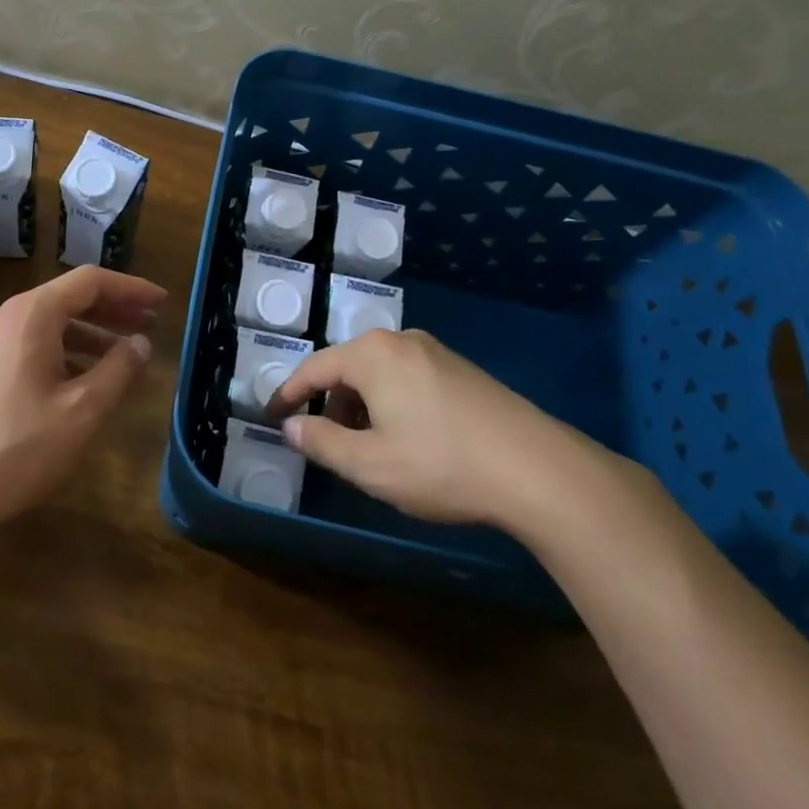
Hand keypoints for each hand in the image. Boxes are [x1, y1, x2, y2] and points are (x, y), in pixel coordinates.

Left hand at [0, 266, 166, 537]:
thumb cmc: (12, 447)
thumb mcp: (79, 411)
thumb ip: (117, 372)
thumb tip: (141, 344)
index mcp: (33, 314)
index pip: (91, 281)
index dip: (131, 289)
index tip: (162, 303)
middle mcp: (9, 318)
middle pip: (71, 298)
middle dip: (114, 310)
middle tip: (151, 326)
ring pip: (52, 325)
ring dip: (92, 334)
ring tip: (125, 356)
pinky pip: (34, 347)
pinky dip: (67, 353)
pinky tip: (82, 382)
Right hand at [266, 328, 606, 532]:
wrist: (537, 468)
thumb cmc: (441, 464)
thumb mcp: (370, 464)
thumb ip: (321, 442)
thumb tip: (292, 425)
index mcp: (371, 355)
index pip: (313, 368)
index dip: (288, 394)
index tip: (271, 416)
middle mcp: (400, 340)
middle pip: (347, 368)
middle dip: (330, 404)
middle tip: (326, 442)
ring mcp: (435, 351)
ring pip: (379, 373)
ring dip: (362, 406)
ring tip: (368, 447)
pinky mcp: (461, 368)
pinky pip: (407, 377)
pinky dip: (391, 402)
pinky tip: (407, 438)